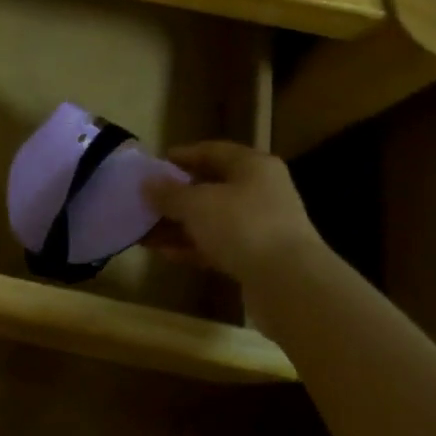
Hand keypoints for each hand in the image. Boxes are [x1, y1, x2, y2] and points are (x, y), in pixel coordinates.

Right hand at [142, 140, 325, 285]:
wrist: (290, 284)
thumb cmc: (242, 226)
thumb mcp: (197, 203)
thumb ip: (169, 193)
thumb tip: (147, 183)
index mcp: (252, 166)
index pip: (212, 151)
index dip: (182, 156)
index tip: (154, 165)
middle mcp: (261, 191)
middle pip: (212, 187)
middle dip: (177, 196)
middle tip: (146, 201)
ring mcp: (262, 226)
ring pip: (213, 220)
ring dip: (180, 225)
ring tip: (146, 232)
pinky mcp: (259, 258)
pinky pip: (219, 246)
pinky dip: (194, 247)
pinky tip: (166, 253)